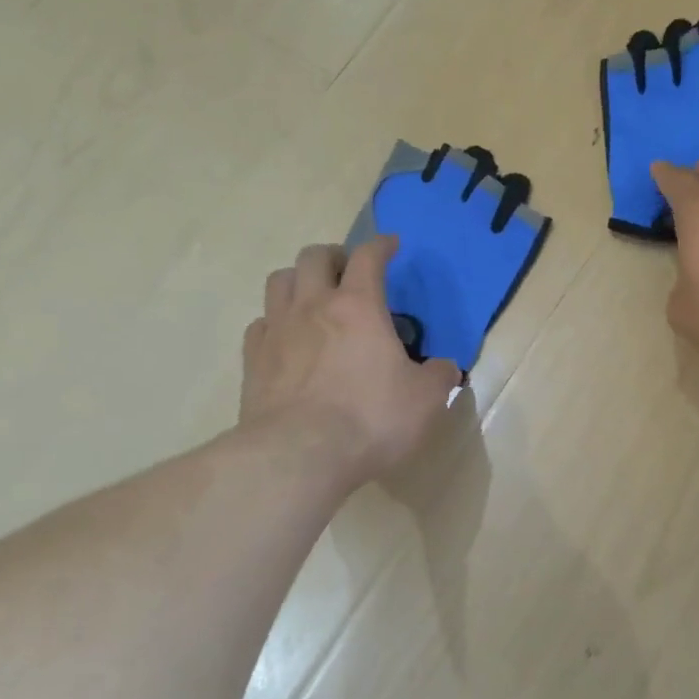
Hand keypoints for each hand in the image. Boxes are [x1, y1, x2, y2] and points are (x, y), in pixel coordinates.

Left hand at [239, 236, 460, 487]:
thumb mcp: (425, 401)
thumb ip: (439, 377)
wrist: (300, 454)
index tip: (391, 245)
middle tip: (348, 271)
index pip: (368, 257)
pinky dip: (276, 322)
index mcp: (358, 307)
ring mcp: (277, 330)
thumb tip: (445, 368)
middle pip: (314, 257)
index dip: (381, 246)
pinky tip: (287, 339)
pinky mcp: (253, 359)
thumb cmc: (371, 419)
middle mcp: (313, 306)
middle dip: (334, 256)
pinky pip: (261, 323)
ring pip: (280, 281)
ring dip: (299, 280)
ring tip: (313, 297)